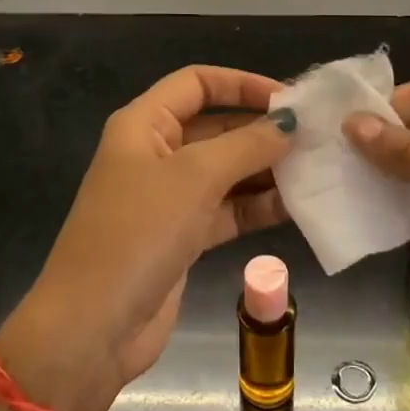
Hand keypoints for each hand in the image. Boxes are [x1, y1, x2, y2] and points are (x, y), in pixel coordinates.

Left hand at [0, 65, 294, 410]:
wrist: (93, 327)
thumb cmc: (138, 232)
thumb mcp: (194, 178)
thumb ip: (247, 145)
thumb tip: (289, 121)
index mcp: (144, 124)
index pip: (197, 83)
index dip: (241, 84)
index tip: (288, 98)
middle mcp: (155, 153)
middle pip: (215, 126)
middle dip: (261, 130)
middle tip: (314, 138)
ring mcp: (168, 198)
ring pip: (225, 171)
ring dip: (266, 170)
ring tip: (316, 171)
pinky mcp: (182, 237)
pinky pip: (227, 209)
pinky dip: (257, 206)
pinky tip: (297, 207)